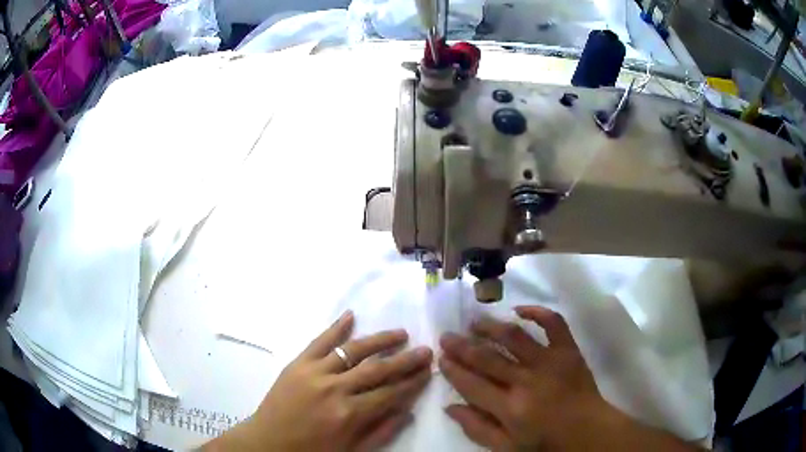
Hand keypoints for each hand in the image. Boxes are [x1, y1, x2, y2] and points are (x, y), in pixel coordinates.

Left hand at [205, 310, 432, 450]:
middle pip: (377, 370)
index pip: (390, 393)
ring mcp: (314, 372)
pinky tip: (351, 315)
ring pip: (353, 350)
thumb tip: (408, 410)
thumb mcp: (351, 451)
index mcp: (349, 415)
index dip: (412, 382)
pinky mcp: (297, 364)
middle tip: (426, 349)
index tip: (429, 371)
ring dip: (379, 340)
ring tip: (401, 333)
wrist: (268, 442)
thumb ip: (381, 432)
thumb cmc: (312, 451)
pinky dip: (335, 327)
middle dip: (405, 360)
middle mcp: (335, 389)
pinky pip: (319, 341)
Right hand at [439, 306, 696, 450]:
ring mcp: (549, 362)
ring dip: (490, 327)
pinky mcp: (568, 351)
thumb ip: (477, 428)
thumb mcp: (506, 447)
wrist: (588, 431)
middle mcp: (526, 381)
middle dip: (462, 345)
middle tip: (447, 335)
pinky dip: (537, 312)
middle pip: (487, 358)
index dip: (453, 369)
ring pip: (514, 337)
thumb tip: (450, 407)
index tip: (440, 358)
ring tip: (475, 321)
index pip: (471, 383)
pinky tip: (520, 309)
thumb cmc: (545, 444)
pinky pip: (553, 323)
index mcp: (509, 408)